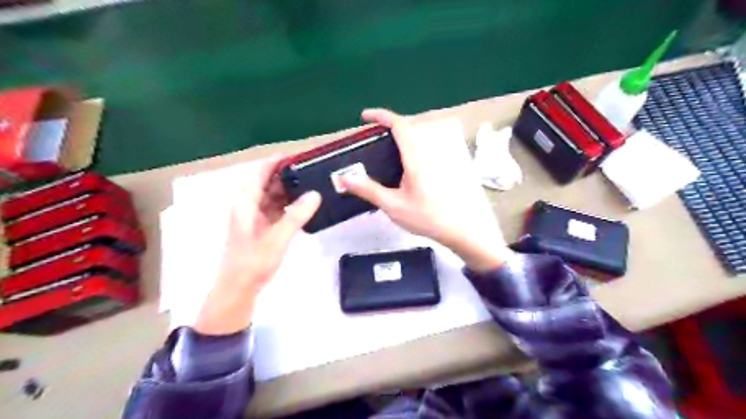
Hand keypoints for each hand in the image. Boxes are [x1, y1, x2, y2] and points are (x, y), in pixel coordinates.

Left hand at [191, 155, 320, 335]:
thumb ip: (296, 215)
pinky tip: (305, 206)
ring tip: (314, 185)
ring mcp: (254, 216)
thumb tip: (315, 194)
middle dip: (289, 176)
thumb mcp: (277, 238)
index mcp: (246, 201)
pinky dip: (289, 205)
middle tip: (314, 172)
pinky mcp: (261, 226)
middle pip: (269, 182)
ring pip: (274, 196)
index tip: (301, 156)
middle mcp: (248, 204)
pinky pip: (277, 209)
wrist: (239, 288)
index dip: (279, 161)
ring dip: (291, 191)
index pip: (261, 171)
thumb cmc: (254, 262)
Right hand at [341, 107, 510, 271]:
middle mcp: (433, 148)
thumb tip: (344, 178)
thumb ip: (369, 190)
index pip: (399, 124)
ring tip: (396, 148)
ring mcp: (447, 153)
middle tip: (378, 138)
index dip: (381, 116)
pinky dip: (422, 141)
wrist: (464, 229)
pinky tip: (417, 161)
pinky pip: (436, 141)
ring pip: (426, 131)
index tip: (365, 116)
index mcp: (416, 155)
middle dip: (394, 125)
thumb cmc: (428, 218)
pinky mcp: (456, 160)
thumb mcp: (394, 206)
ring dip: (409, 132)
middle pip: (412, 124)